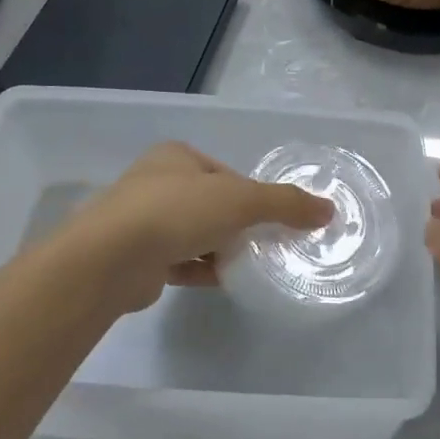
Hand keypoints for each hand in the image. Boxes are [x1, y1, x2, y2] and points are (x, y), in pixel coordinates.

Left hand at [55, 143, 334, 314]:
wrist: (110, 259)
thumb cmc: (177, 211)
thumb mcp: (241, 200)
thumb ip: (285, 204)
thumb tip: (329, 209)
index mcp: (176, 157)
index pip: (227, 174)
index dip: (253, 196)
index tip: (272, 220)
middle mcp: (155, 182)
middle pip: (211, 203)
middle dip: (236, 224)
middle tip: (264, 244)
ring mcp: (140, 221)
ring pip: (193, 233)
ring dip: (219, 248)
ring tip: (247, 265)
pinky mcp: (135, 257)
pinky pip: (178, 260)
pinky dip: (201, 269)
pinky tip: (222, 282)